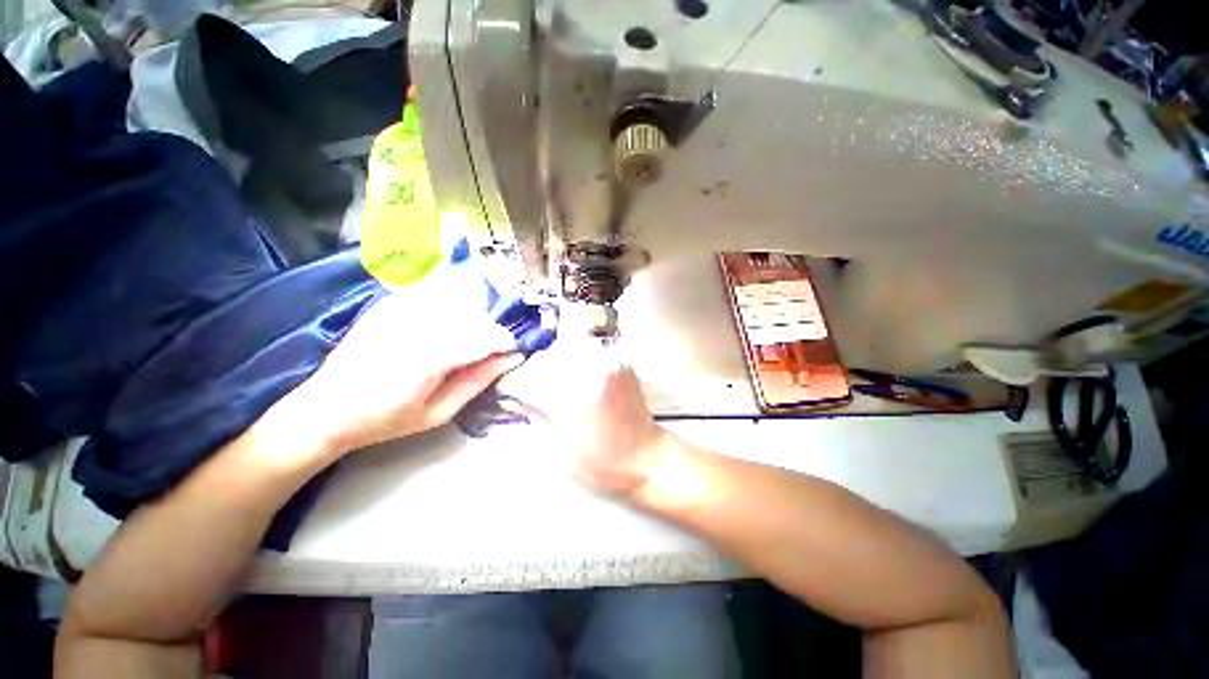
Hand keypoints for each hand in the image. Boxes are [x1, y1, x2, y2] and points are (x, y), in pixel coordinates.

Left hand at [289, 287, 522, 454]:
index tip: (513, 351)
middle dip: (490, 330)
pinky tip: (446, 326)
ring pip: (458, 299)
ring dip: (473, 317)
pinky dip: (452, 306)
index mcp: (424, 362)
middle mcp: (412, 328)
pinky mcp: (391, 304)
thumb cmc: (386, 420)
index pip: (482, 336)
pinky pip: (436, 293)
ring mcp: (398, 311)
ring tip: (466, 340)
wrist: (326, 408)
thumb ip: (478, 381)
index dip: (505, 341)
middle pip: (473, 313)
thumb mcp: (439, 413)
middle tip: (488, 351)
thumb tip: (512, 359)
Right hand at [500, 342, 666, 494]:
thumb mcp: (557, 447)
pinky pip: (585, 349)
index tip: (507, 392)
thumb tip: (513, 396)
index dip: (510, 385)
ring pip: (562, 348)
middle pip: (543, 359)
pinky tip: (572, 376)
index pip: (525, 379)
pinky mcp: (618, 360)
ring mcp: (606, 362)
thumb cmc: (602, 463)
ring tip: (551, 383)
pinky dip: (573, 359)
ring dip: (551, 364)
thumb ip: (533, 414)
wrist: (646, 457)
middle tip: (528, 390)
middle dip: (530, 374)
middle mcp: (588, 371)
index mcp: (570, 397)